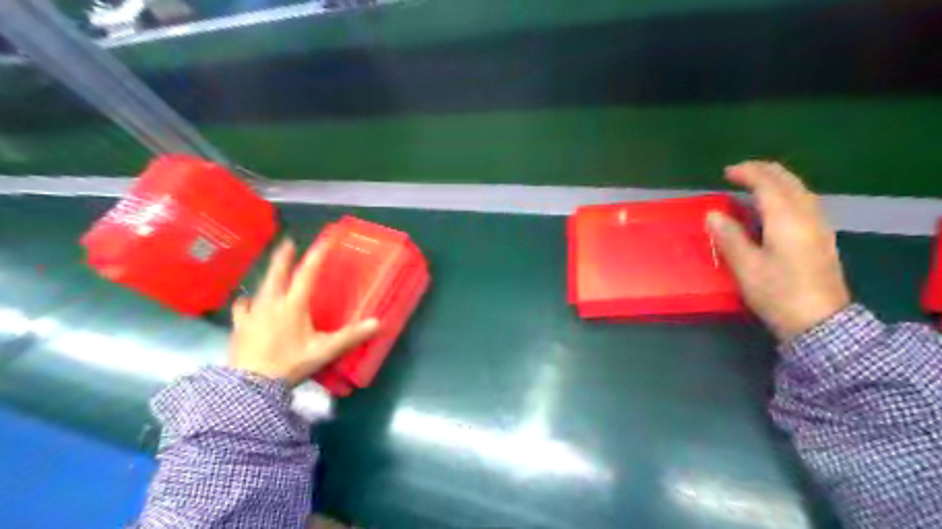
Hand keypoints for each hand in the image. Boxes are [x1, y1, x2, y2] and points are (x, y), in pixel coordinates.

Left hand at [227, 237, 378, 384]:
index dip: (317, 254)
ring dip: (268, 275)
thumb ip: (350, 336)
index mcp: (293, 305)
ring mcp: (252, 313)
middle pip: (277, 273)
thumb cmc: (290, 364)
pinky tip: (246, 302)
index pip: (307, 273)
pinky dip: (247, 301)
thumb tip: (378, 323)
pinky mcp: (239, 326)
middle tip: (288, 242)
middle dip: (284, 256)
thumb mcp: (324, 351)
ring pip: (261, 286)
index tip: (325, 239)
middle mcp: (271, 303)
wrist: (250, 386)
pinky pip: (242, 307)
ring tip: (272, 270)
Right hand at [706, 161, 854, 340]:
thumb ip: (729, 237)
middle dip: (764, 171)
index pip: (767, 184)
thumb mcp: (746, 267)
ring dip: (776, 180)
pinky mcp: (822, 237)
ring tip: (755, 184)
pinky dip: (787, 192)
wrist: (820, 322)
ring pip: (799, 189)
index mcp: (786, 219)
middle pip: (788, 181)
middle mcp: (806, 215)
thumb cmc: (778, 293)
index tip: (726, 172)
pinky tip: (776, 204)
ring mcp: (818, 225)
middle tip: (739, 172)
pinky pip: (804, 201)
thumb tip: (713, 214)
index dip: (747, 173)